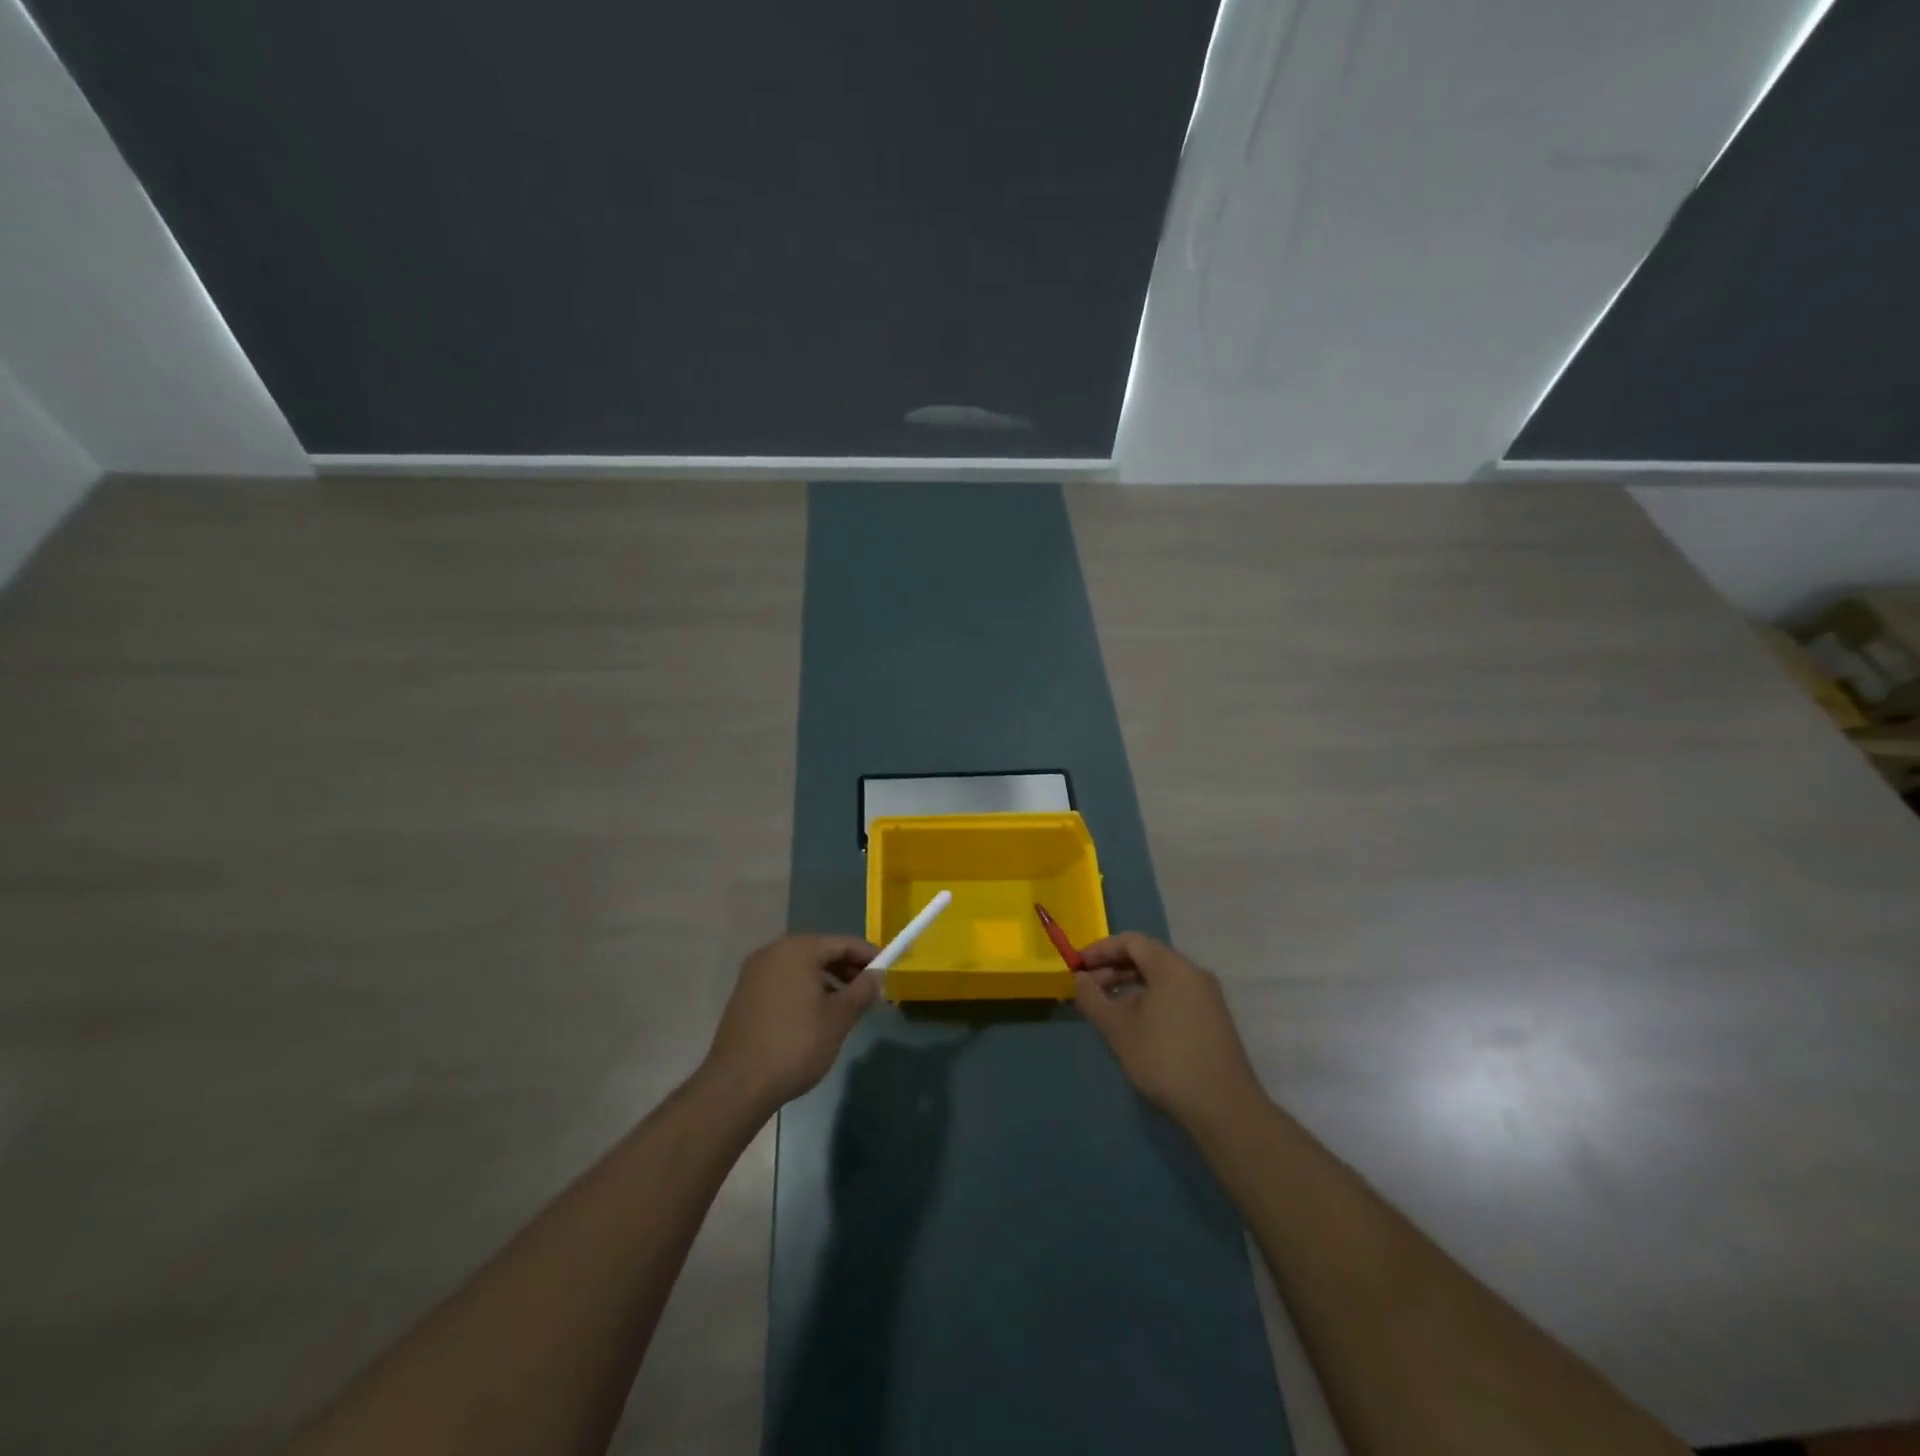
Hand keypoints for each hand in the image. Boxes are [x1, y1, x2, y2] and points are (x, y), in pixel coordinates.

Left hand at [702, 934, 879, 1115]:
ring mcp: (754, 972)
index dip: (868, 956)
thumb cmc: (795, 1045)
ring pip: (801, 967)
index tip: (886, 972)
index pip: (843, 942)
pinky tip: (814, 1016)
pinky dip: (803, 990)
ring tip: (844, 1007)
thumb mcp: (839, 1018)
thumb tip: (876, 975)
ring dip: (826, 981)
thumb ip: (862, 991)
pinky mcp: (744, 994)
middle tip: (867, 992)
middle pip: (820, 951)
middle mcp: (773, 952)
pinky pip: (783, 981)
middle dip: (847, 969)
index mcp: (798, 949)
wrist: (737, 1085)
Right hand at [1073, 932, 1264, 1131]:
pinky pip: (1175, 995)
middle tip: (1088, 990)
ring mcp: (1207, 996)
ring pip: (1161, 978)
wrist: (1224, 1107)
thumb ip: (1093, 998)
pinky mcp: (1213, 1019)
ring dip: (1130, 987)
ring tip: (1107, 1010)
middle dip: (1113, 969)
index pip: (1131, 941)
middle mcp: (1193, 973)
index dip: (1100, 950)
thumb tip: (1080, 978)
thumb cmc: (1165, 1059)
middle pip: (1147, 957)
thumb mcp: (1118, 1029)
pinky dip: (1150, 1000)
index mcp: (1171, 966)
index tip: (1077, 966)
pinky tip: (1136, 1026)